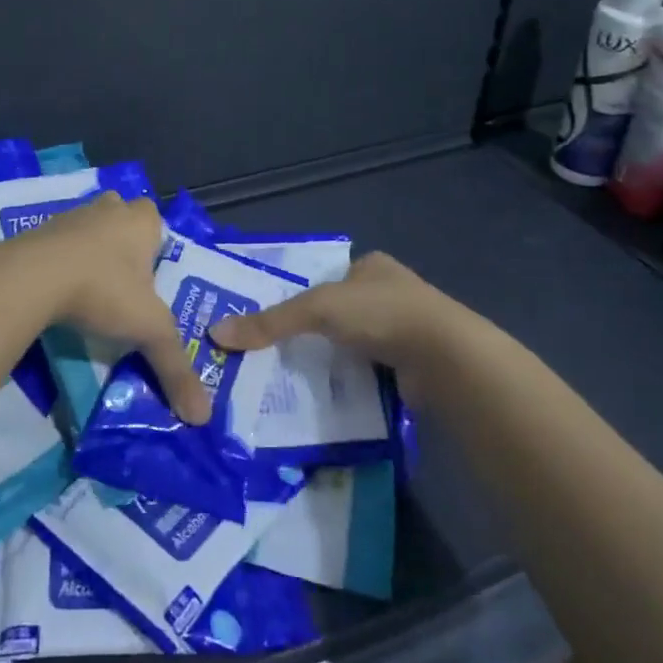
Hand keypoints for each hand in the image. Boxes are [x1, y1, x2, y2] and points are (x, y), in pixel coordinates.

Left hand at [7, 193, 212, 424]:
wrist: (31, 277)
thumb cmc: (103, 289)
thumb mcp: (148, 331)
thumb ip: (175, 368)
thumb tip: (203, 416)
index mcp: (140, 221)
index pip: (155, 218)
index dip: (154, 242)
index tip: (150, 274)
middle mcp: (107, 210)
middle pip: (121, 216)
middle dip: (122, 241)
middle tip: (124, 279)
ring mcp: (69, 216)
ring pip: (87, 227)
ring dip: (89, 250)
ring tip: (91, 289)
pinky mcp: (35, 231)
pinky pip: (56, 243)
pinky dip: (59, 261)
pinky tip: (58, 290)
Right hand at [208, 252, 451, 388]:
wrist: (445, 357)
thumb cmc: (381, 314)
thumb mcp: (318, 309)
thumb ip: (270, 322)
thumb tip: (217, 333)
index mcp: (371, 267)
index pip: (326, 279)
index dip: (299, 298)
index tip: (271, 324)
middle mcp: (390, 293)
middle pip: (338, 314)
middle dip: (313, 334)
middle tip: (274, 356)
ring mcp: (404, 330)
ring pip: (354, 345)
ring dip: (332, 360)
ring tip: (292, 380)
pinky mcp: (412, 366)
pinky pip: (369, 372)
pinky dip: (351, 382)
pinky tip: (328, 395)